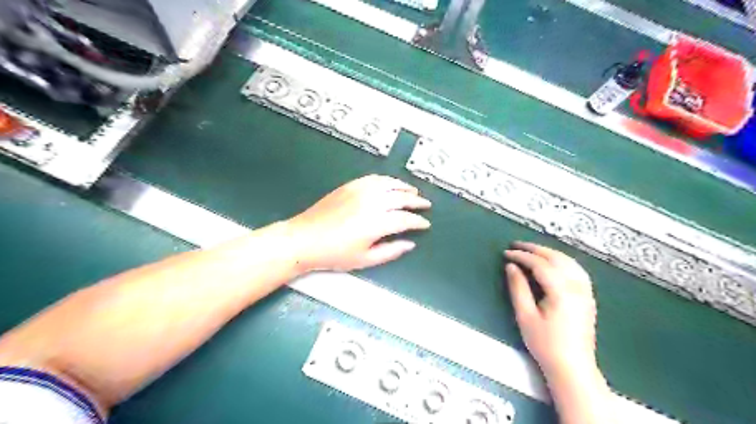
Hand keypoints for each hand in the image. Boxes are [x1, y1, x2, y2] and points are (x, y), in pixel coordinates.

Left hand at [288, 173, 431, 271]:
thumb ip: (391, 251)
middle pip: (401, 198)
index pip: (405, 219)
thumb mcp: (365, 260)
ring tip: (413, 191)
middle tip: (425, 205)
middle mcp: (371, 203)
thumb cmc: (335, 254)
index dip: (418, 221)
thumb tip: (410, 243)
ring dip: (404, 187)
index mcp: (376, 223)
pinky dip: (387, 180)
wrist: (305, 238)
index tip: (425, 224)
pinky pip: (374, 179)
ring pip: (389, 184)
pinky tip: (391, 184)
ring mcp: (360, 191)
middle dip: (416, 202)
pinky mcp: (350, 186)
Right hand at [503, 241, 599, 381]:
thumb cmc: (545, 344)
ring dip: (549, 252)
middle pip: (556, 258)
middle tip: (516, 245)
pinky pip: (577, 270)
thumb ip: (518, 288)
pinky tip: (553, 262)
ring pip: (569, 261)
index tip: (506, 253)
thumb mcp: (525, 316)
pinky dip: (562, 260)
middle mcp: (577, 286)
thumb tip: (511, 266)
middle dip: (535, 249)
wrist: (572, 367)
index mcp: (562, 291)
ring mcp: (586, 291)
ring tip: (531, 251)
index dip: (522, 256)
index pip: (540, 264)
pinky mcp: (588, 297)